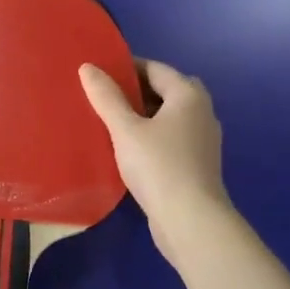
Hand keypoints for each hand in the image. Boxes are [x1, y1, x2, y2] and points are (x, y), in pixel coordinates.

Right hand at [80, 58, 232, 265]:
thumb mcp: (125, 129)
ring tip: (110, 121)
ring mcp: (202, 139)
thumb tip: (87, 67)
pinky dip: (151, 135)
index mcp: (188, 94)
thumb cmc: (159, 166)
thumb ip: (106, 97)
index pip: (154, 68)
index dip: (126, 67)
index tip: (98, 73)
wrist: (191, 221)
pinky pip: (171, 137)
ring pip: (168, 116)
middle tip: (104, 96)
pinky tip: (128, 148)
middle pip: (164, 90)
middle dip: (135, 91)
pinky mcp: (197, 163)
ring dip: (142, 115)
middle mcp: (201, 111)